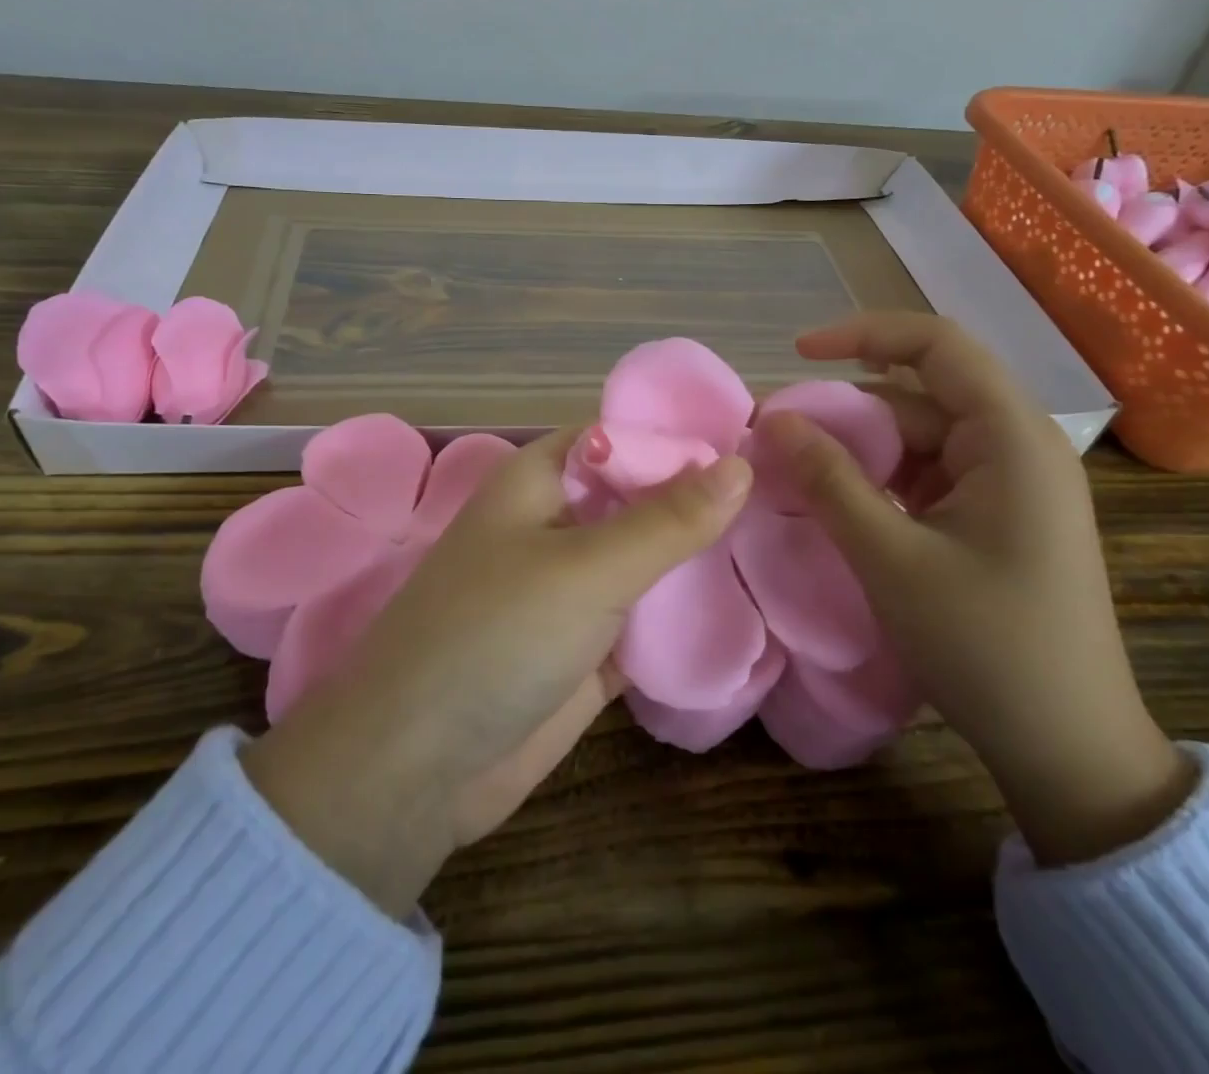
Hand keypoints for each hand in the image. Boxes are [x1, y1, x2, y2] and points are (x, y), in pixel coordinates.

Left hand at [241, 428, 751, 915]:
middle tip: (792, 495)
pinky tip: (753, 607)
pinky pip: (648, 618)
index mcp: (541, 480)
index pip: (623, 436)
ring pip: (649, 559)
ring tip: (787, 541)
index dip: (684, 436)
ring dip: (700, 558)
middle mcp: (558, 525)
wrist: (416, 771)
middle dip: (704, 500)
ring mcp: (573, 590)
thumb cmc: (494, 636)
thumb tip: (742, 462)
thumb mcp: (587, 568)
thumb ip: (667, 519)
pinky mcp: (588, 649)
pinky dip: (686, 615)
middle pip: (641, 498)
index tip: (764, 439)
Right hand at [761, 313, 1194, 865]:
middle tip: (778, 437)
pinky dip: (882, 480)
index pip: (937, 345)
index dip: (863, 333)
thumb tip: (773, 420)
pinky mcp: (999, 516)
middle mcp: (1018, 446)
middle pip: (920, 395)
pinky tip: (842, 504)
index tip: (797, 353)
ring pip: (920, 437)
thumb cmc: (986, 646)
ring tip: (798, 473)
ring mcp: (1011, 483)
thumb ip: (829, 480)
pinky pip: (931, 474)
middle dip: (847, 409)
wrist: (1070, 750)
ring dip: (860, 449)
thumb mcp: (891, 558)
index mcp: (1011, 438)